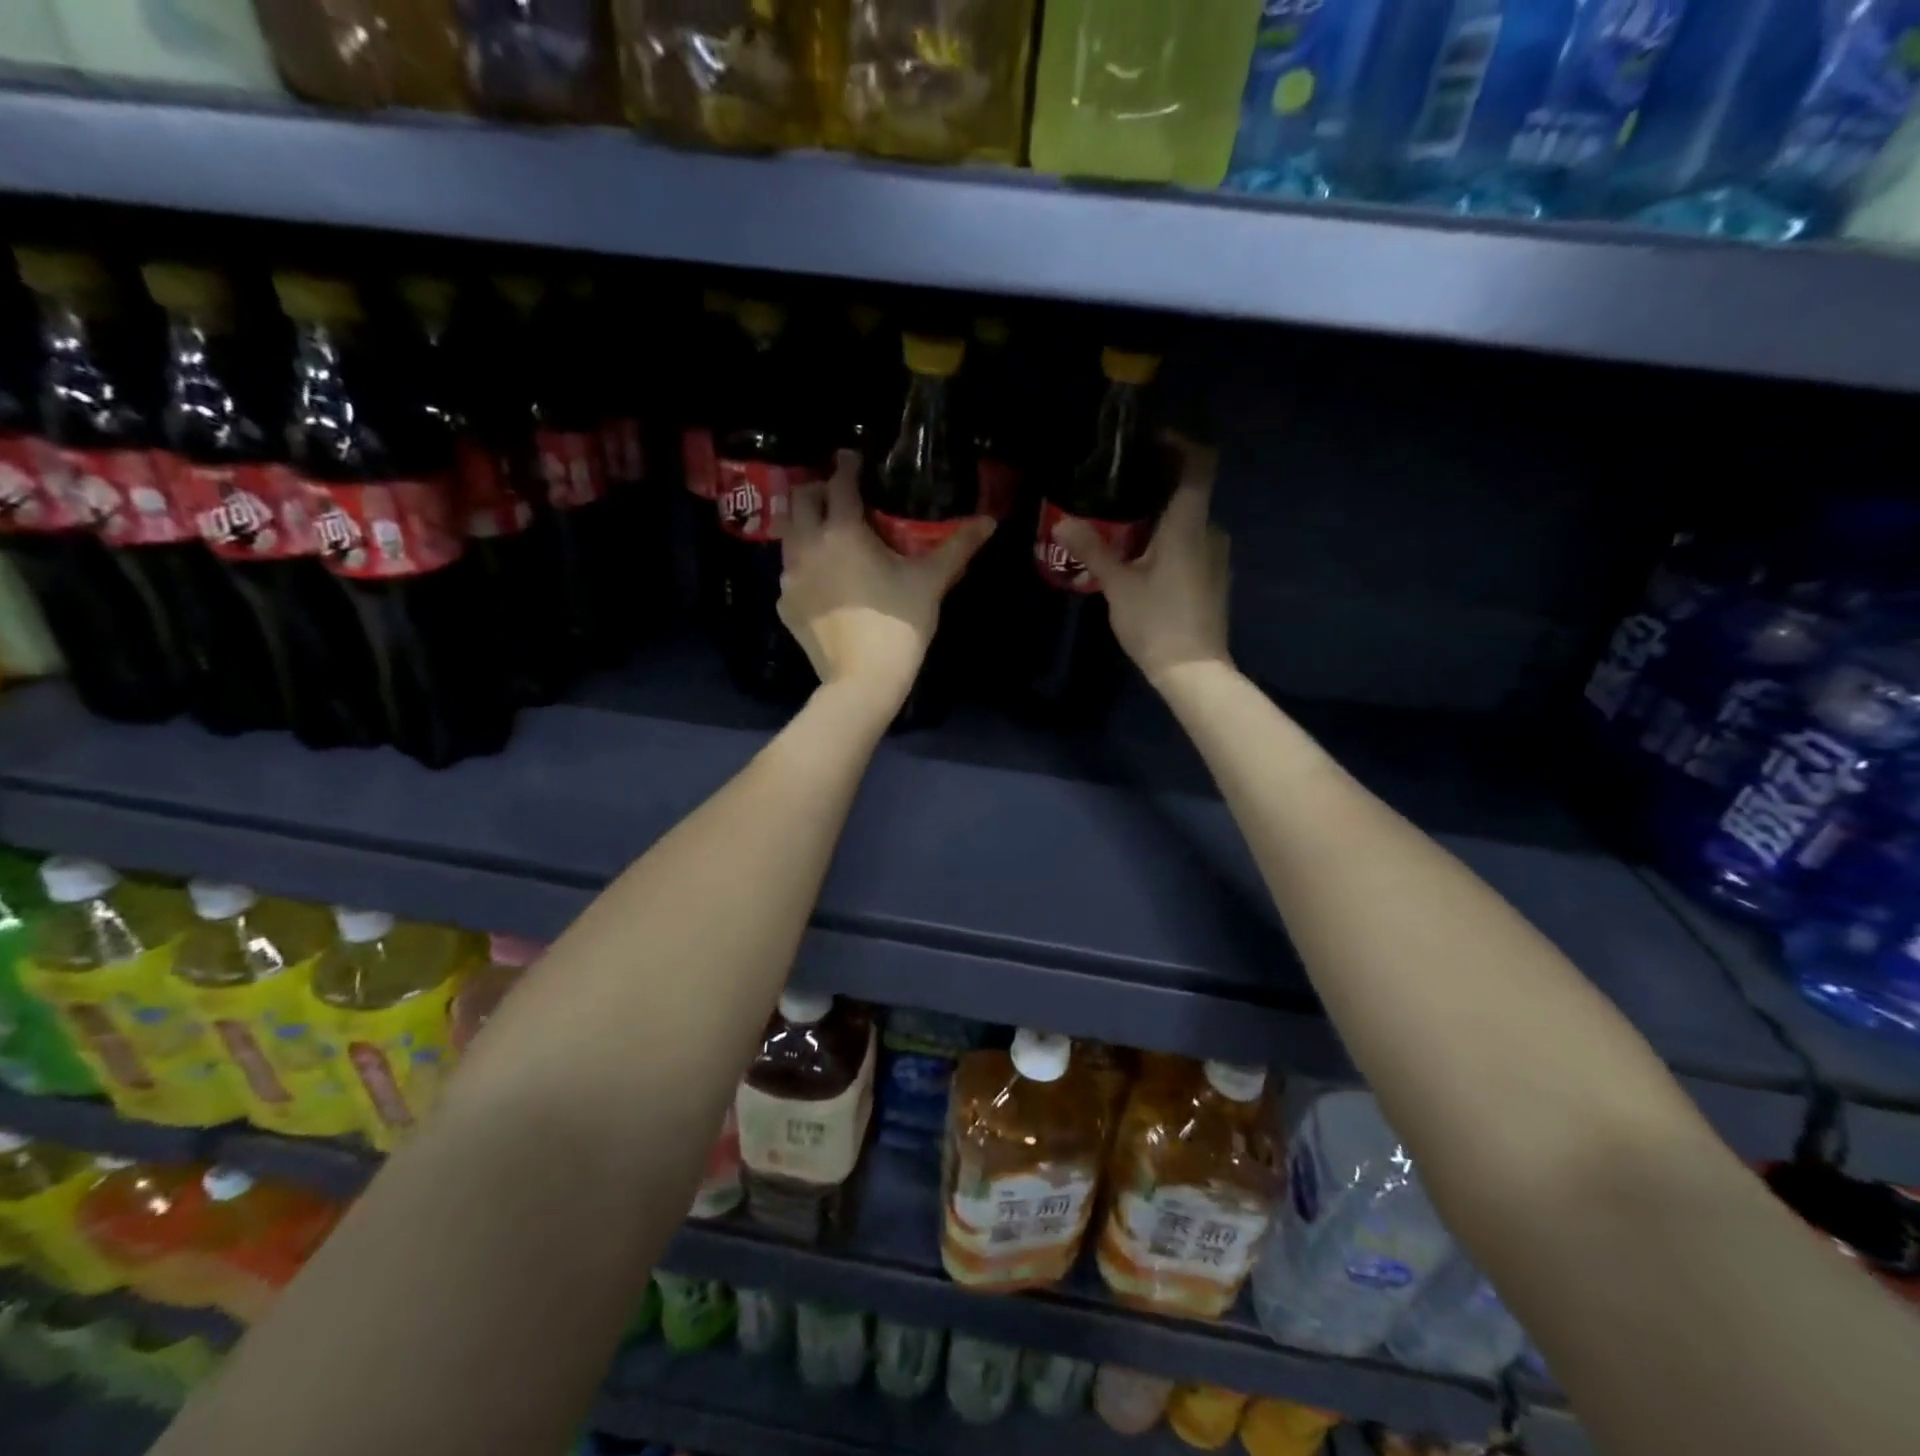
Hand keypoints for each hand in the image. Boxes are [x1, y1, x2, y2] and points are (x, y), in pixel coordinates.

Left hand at [780, 451, 994, 706]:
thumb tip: (989, 521)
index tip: (854, 458)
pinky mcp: (785, 605)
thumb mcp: (931, 581)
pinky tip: (822, 581)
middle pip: (801, 499)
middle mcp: (808, 545)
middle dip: (818, 490)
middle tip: (838, 496)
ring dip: (805, 526)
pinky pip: (789, 574)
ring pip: (789, 535)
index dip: (848, 465)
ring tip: (827, 534)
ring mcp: (791, 577)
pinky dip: (803, 567)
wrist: (863, 679)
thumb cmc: (899, 623)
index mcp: (843, 530)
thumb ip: (957, 546)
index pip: (839, 482)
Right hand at [1053, 434, 1230, 688]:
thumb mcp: (1118, 585)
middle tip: (1118, 489)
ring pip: (1189, 521)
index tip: (1149, 441)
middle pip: (1190, 492)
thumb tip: (1063, 520)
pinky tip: (1143, 558)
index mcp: (1189, 524)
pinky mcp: (1215, 578)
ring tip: (1123, 526)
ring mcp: (1217, 556)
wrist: (1193, 670)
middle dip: (1157, 485)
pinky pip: (1193, 544)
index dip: (1179, 444)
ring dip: (1161, 517)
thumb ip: (1092, 549)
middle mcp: (1211, 531)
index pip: (1198, 464)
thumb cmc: (1156, 621)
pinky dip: (1171, 540)